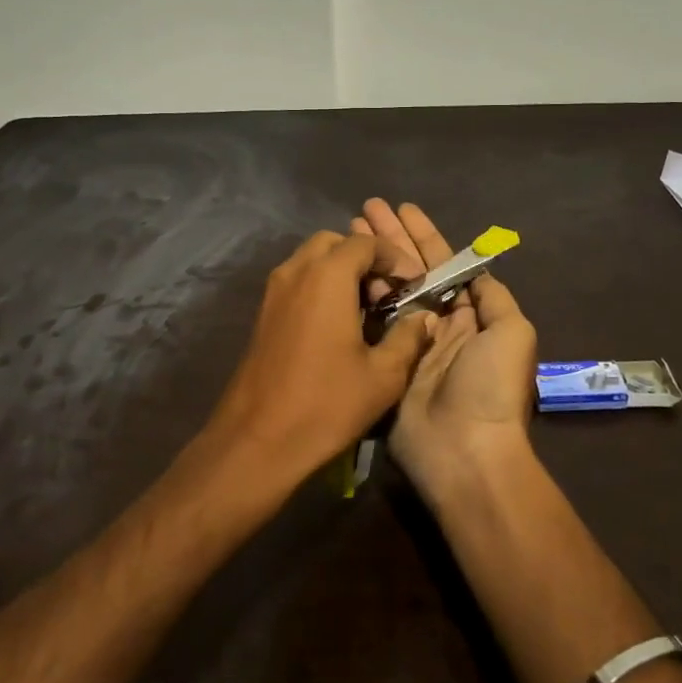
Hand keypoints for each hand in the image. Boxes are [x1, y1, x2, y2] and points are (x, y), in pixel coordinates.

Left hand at [207, 230, 436, 489]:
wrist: (258, 439)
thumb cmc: (326, 404)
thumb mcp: (383, 375)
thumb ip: (408, 337)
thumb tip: (423, 317)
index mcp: (327, 276)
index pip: (365, 242)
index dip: (394, 258)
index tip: (412, 285)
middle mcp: (296, 271)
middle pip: (334, 243)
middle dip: (364, 259)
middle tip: (385, 294)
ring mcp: (273, 291)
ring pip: (311, 259)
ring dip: (340, 271)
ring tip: (365, 310)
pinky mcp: (262, 312)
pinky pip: (296, 280)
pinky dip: (320, 286)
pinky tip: (337, 325)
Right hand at [353, 202, 539, 500]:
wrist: (463, 451)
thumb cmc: (490, 386)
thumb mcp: (512, 332)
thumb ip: (493, 297)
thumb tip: (475, 271)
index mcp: (471, 315)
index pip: (446, 264)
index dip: (424, 234)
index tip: (402, 208)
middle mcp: (438, 323)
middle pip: (413, 269)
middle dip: (391, 238)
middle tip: (366, 209)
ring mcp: (408, 342)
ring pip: (389, 289)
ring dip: (372, 259)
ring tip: (348, 231)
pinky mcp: (384, 362)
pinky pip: (372, 321)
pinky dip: (360, 295)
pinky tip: (343, 272)